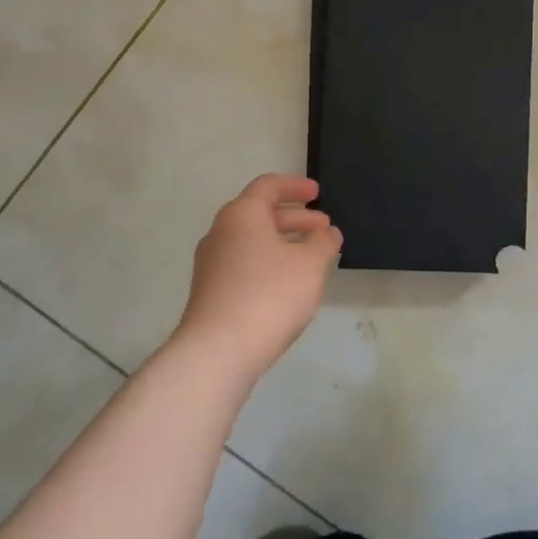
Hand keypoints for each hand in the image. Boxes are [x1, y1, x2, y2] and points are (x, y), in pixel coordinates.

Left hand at [173, 174, 341, 381]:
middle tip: (323, 228)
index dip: (295, 186)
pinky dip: (268, 262)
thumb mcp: (310, 265)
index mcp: (242, 214)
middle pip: (260, 213)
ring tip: (311, 257)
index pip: (268, 186)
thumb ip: (324, 243)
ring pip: (252, 240)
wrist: (217, 352)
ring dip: (283, 242)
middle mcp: (221, 232)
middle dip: (295, 218)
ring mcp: (211, 263)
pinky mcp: (210, 291)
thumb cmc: (269, 296)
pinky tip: (287, 284)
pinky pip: (244, 263)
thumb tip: (327, 233)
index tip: (317, 193)